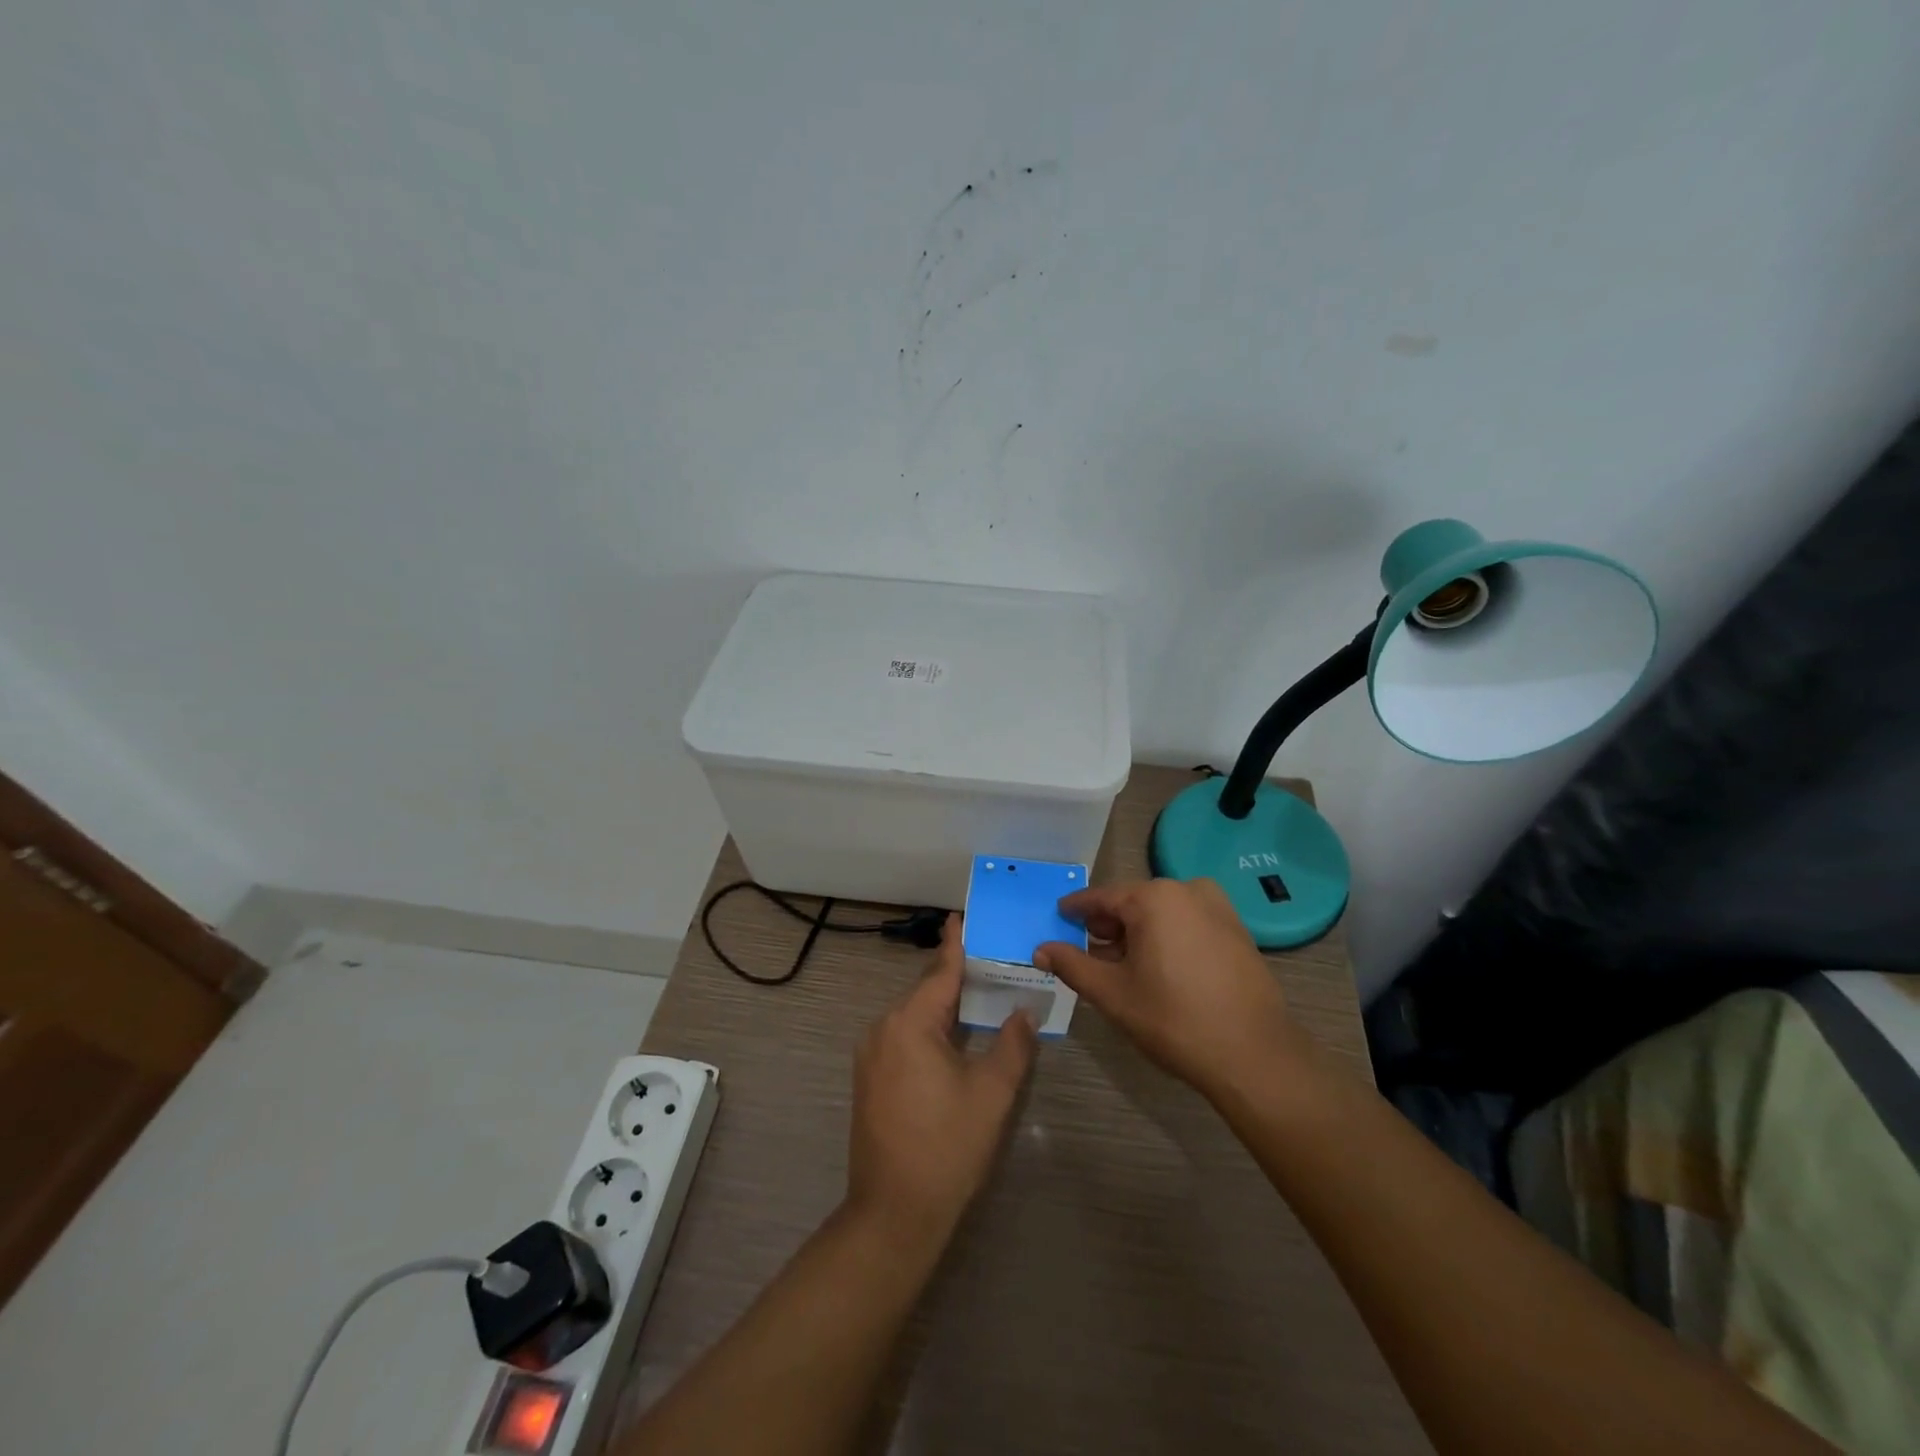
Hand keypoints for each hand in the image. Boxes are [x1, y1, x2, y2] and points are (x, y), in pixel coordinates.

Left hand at [847, 914, 1036, 1243]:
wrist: (893, 1213)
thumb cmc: (947, 1146)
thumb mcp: (991, 1093)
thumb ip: (1013, 1045)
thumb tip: (1024, 1012)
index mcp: (910, 1023)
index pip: (939, 972)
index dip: (954, 944)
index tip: (961, 916)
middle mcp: (883, 1029)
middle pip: (925, 992)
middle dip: (954, 976)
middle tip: (988, 961)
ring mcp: (871, 1055)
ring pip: (913, 1016)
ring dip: (943, 1006)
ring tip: (977, 995)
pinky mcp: (869, 1079)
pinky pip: (903, 1037)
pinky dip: (929, 1028)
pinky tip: (952, 1037)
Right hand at [1035, 878, 1307, 1103]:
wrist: (1254, 1055)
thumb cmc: (1174, 1019)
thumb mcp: (1113, 994)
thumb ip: (1072, 965)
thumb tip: (1040, 949)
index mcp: (1153, 897)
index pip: (1100, 897)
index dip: (1075, 910)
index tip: (1058, 918)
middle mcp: (1186, 890)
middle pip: (1132, 902)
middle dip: (1107, 926)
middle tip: (1087, 953)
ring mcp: (1217, 907)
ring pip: (1161, 913)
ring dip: (1137, 933)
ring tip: (1121, 967)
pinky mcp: (1236, 929)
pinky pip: (1187, 922)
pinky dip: (1166, 937)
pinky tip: (1159, 970)